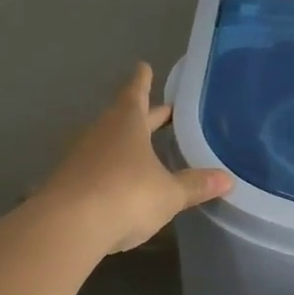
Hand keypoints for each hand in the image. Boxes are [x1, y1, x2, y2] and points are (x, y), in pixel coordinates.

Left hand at [41, 64, 232, 253]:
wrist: (66, 228)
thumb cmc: (126, 195)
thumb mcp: (169, 193)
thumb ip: (195, 185)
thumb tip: (227, 179)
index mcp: (127, 124)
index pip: (136, 94)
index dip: (143, 81)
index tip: (143, 66)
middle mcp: (101, 133)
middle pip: (124, 117)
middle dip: (145, 114)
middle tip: (162, 111)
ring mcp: (81, 158)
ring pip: (109, 142)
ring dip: (126, 142)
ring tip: (145, 147)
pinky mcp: (69, 184)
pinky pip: (96, 168)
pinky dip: (112, 169)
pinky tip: (122, 181)